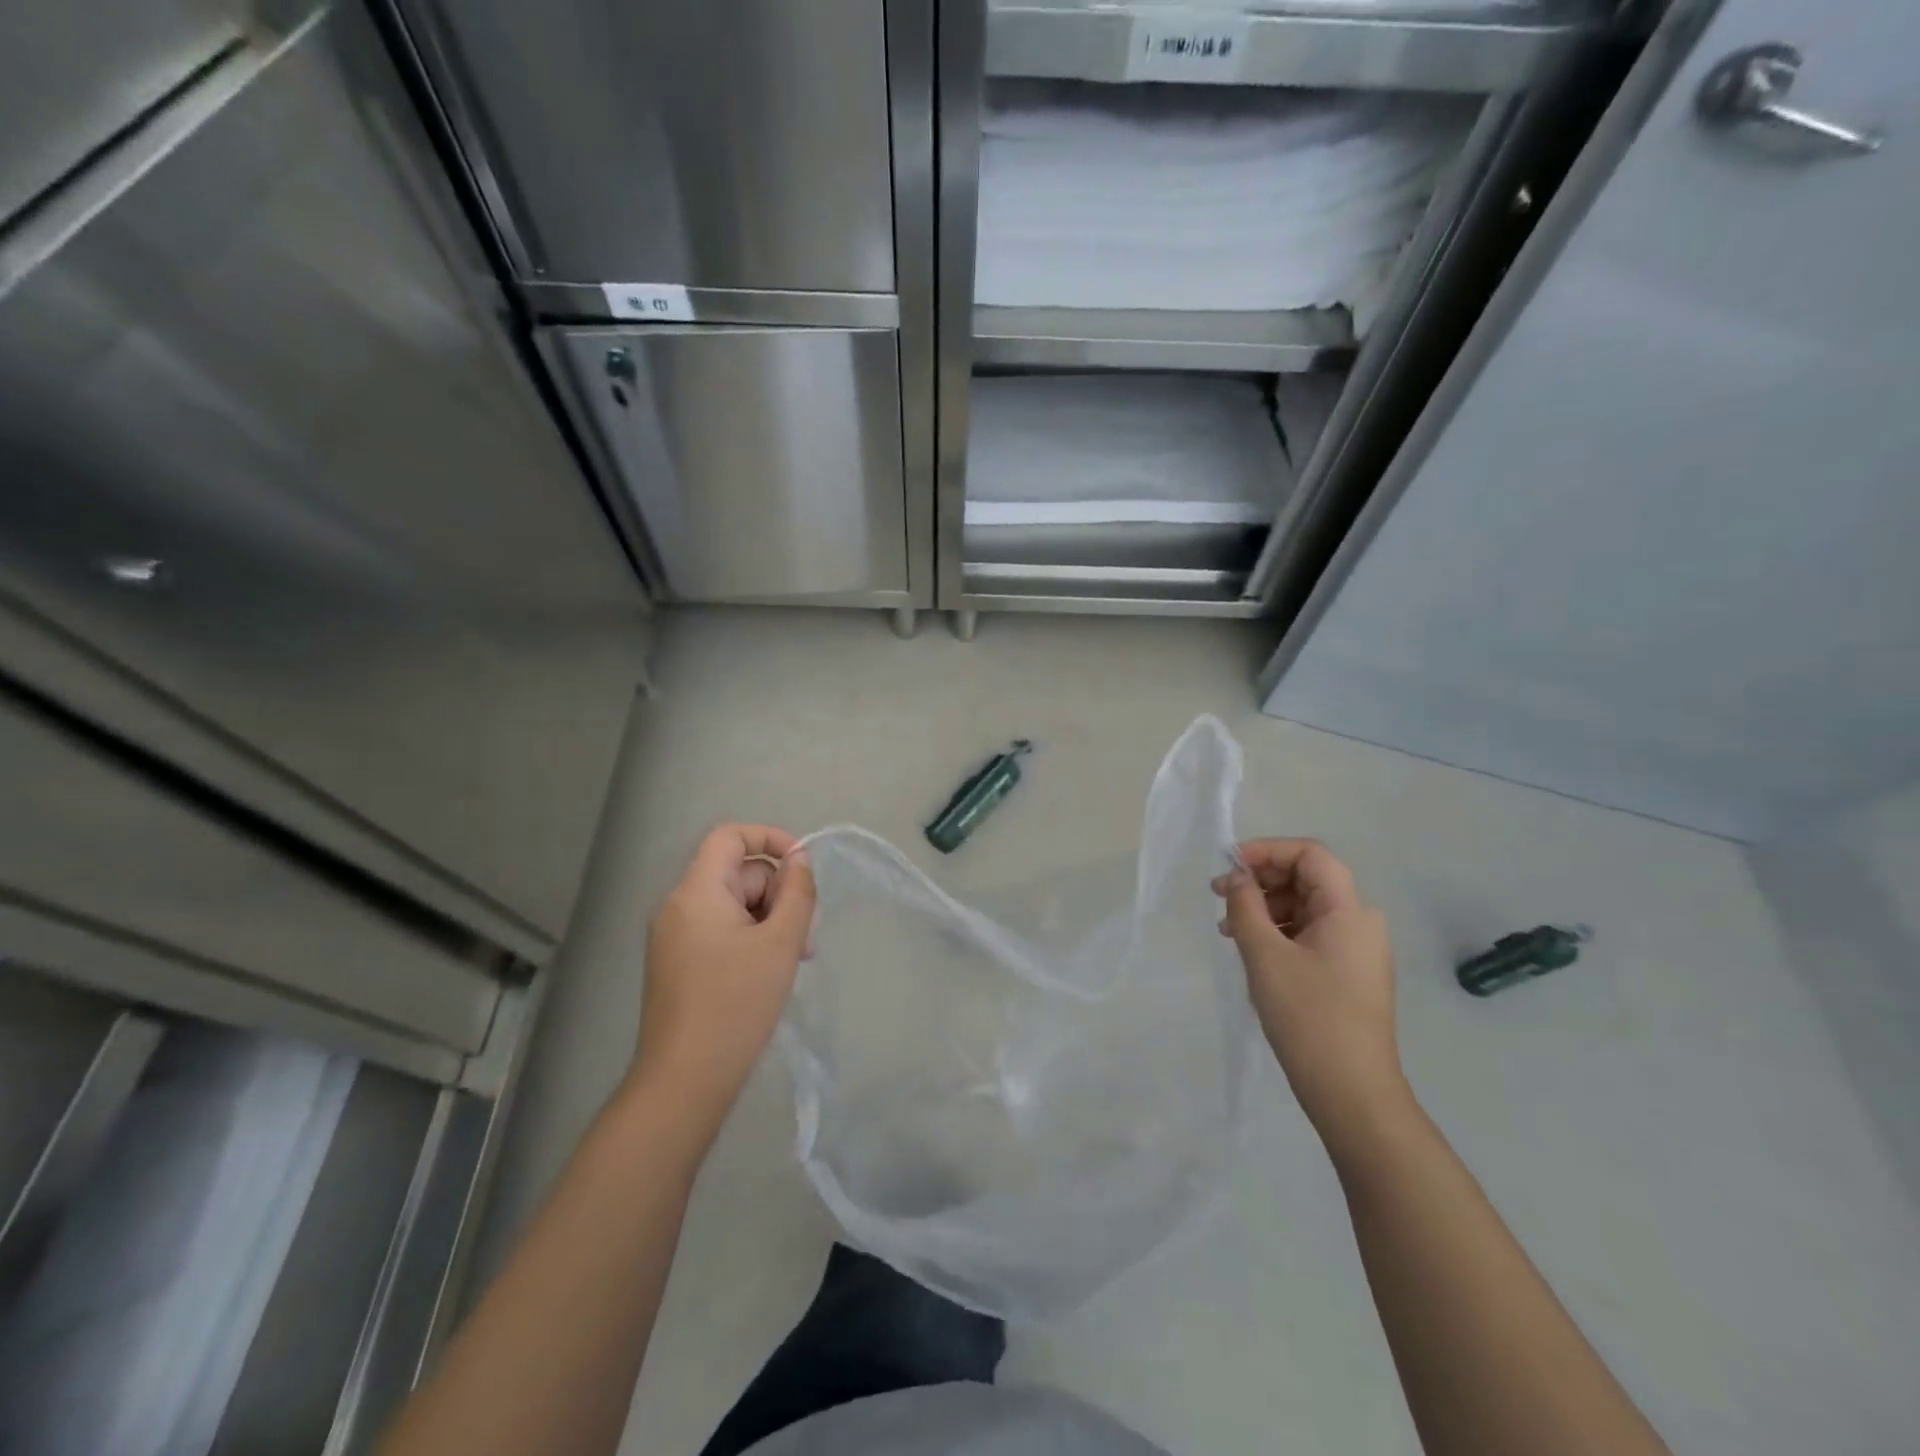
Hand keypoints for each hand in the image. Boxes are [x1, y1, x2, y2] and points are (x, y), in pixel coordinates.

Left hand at [634, 824, 814, 1133]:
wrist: (685, 1081)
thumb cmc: (736, 1004)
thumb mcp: (781, 942)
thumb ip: (797, 892)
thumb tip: (799, 860)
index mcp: (697, 891)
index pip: (730, 836)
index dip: (770, 839)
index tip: (803, 868)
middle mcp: (679, 905)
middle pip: (739, 873)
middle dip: (779, 894)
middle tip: (807, 936)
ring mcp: (675, 936)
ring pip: (734, 905)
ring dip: (770, 920)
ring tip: (794, 959)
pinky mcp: (679, 963)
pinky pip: (721, 930)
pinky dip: (751, 939)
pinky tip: (770, 972)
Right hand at [1213, 839, 1404, 1146]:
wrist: (1352, 1092)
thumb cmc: (1308, 1016)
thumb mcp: (1265, 955)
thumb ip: (1245, 906)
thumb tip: (1235, 877)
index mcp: (1349, 910)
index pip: (1310, 854)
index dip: (1266, 850)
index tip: (1228, 864)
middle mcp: (1360, 922)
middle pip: (1307, 879)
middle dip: (1261, 880)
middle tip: (1218, 894)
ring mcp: (1357, 950)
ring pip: (1305, 908)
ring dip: (1265, 908)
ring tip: (1228, 929)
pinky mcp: (1348, 974)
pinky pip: (1310, 934)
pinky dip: (1278, 932)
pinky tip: (1251, 950)